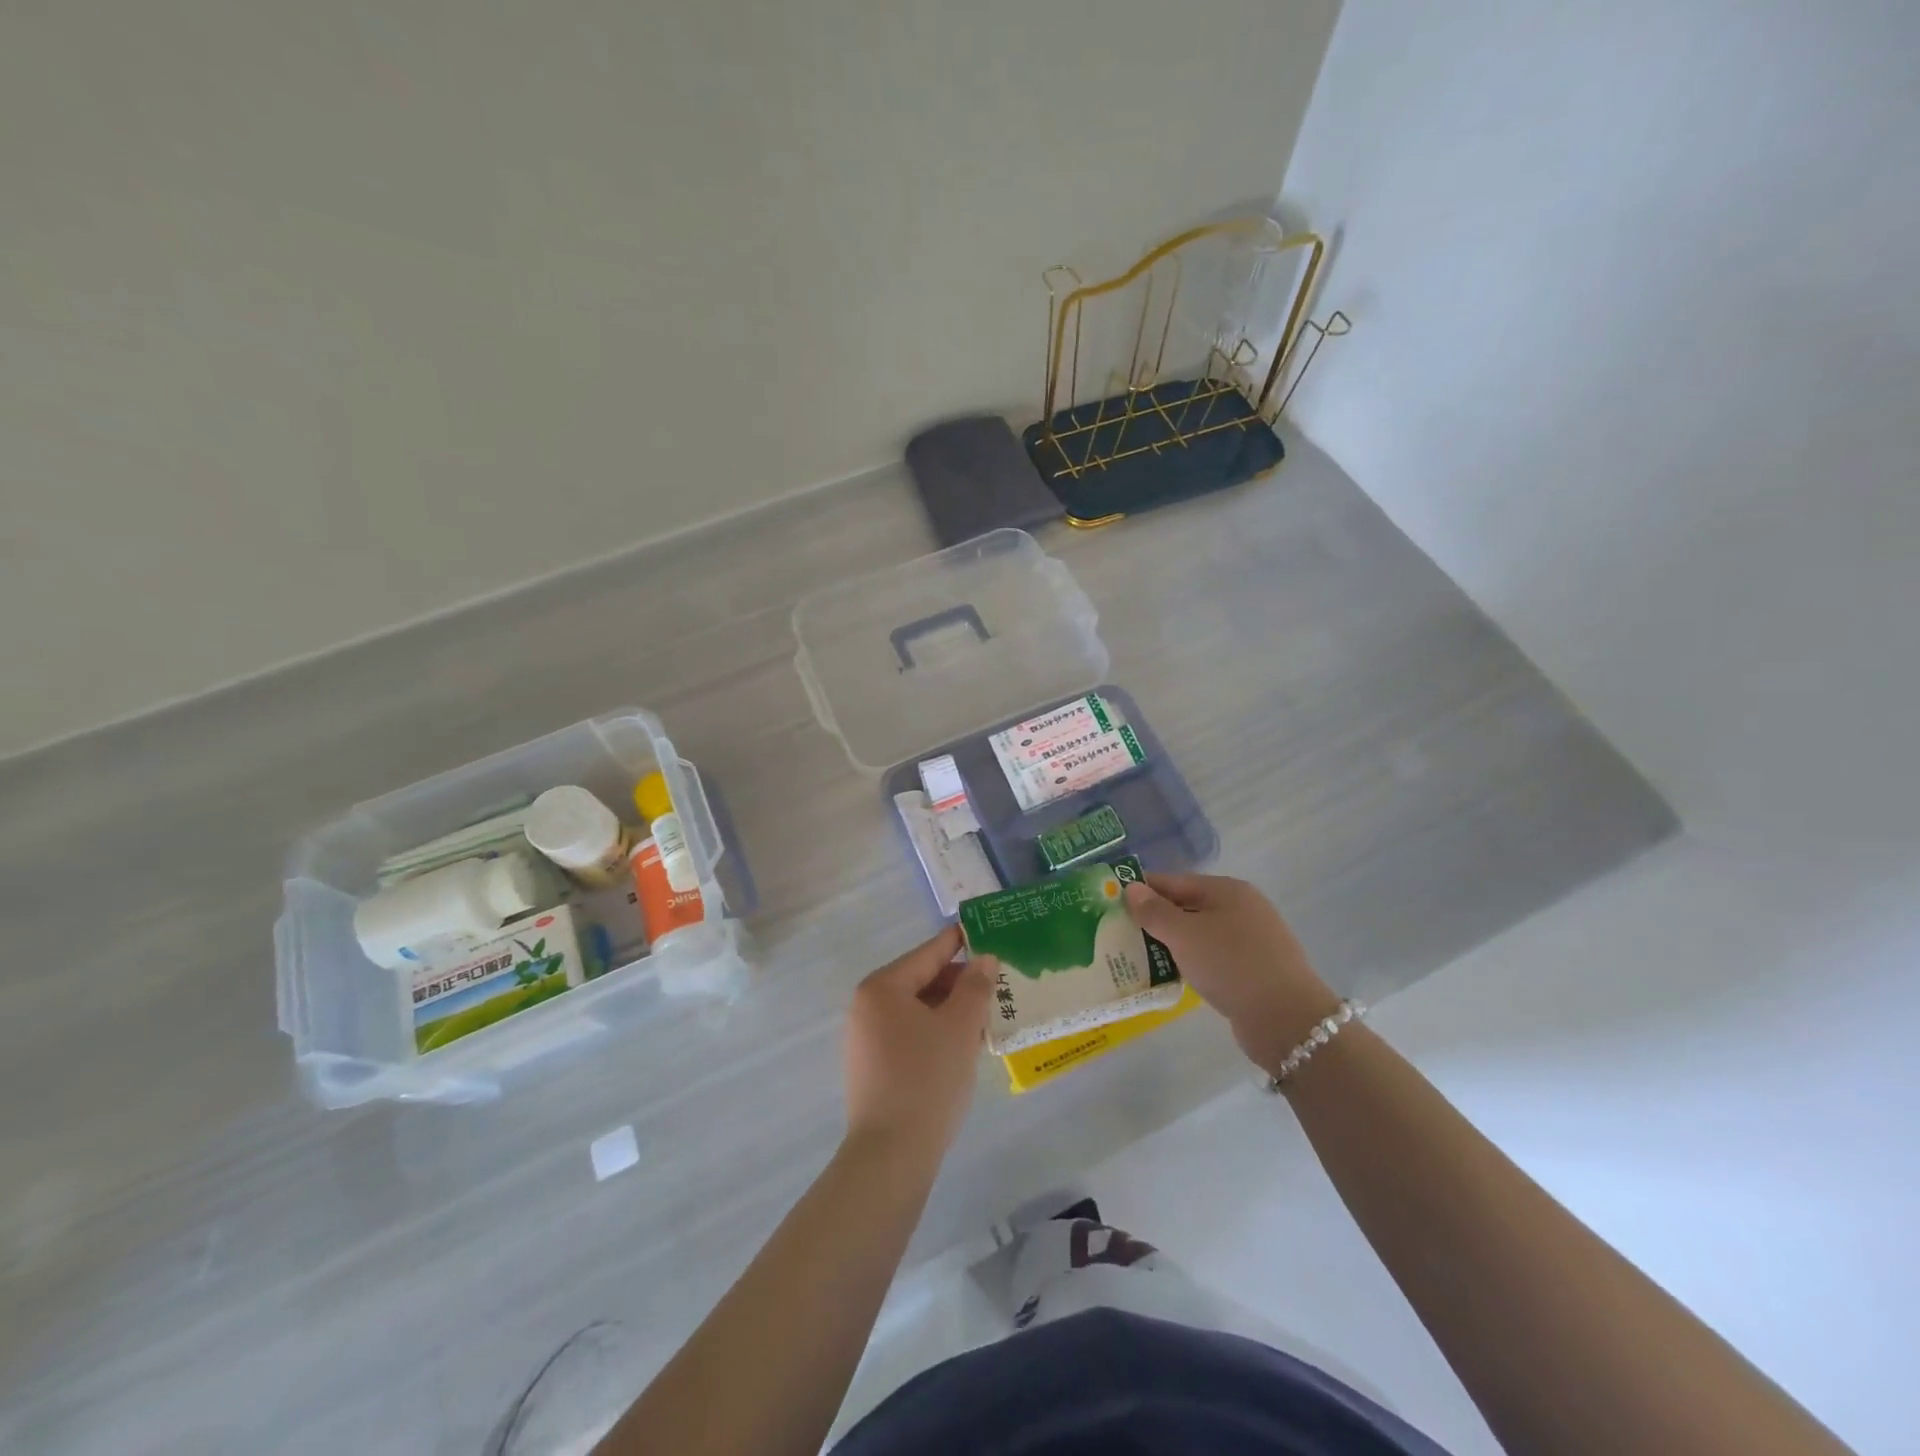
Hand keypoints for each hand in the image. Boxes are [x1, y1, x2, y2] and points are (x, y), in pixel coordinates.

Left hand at [844, 925, 991, 1161]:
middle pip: (920, 981)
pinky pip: (908, 1034)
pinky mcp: (871, 1067)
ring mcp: (865, 1038)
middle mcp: (866, 1006)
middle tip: (996, 984)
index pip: (927, 954)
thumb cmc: (927, 1079)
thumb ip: (975, 987)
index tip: (980, 929)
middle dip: (958, 982)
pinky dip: (935, 1032)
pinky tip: (962, 1045)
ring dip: (949, 1010)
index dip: (957, 942)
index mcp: (882, 987)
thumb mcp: (960, 1027)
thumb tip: (984, 959)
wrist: (891, 1155)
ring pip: (916, 1010)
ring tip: (986, 1015)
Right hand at [1125, 874, 1342, 1077]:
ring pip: (1201, 934)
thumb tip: (1131, 888)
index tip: (1113, 901)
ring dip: (1173, 943)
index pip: (1175, 881)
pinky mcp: (1255, 970)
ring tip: (1139, 956)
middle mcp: (1242, 908)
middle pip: (1188, 906)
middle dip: (1156, 918)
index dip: (1144, 889)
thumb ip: (1154, 911)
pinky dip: (1192, 962)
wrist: (1287, 1019)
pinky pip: (1213, 958)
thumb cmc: (1231, 965)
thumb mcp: (1184, 934)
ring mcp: (1252, 940)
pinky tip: (1175, 975)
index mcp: (1227, 890)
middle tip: (1121, 931)